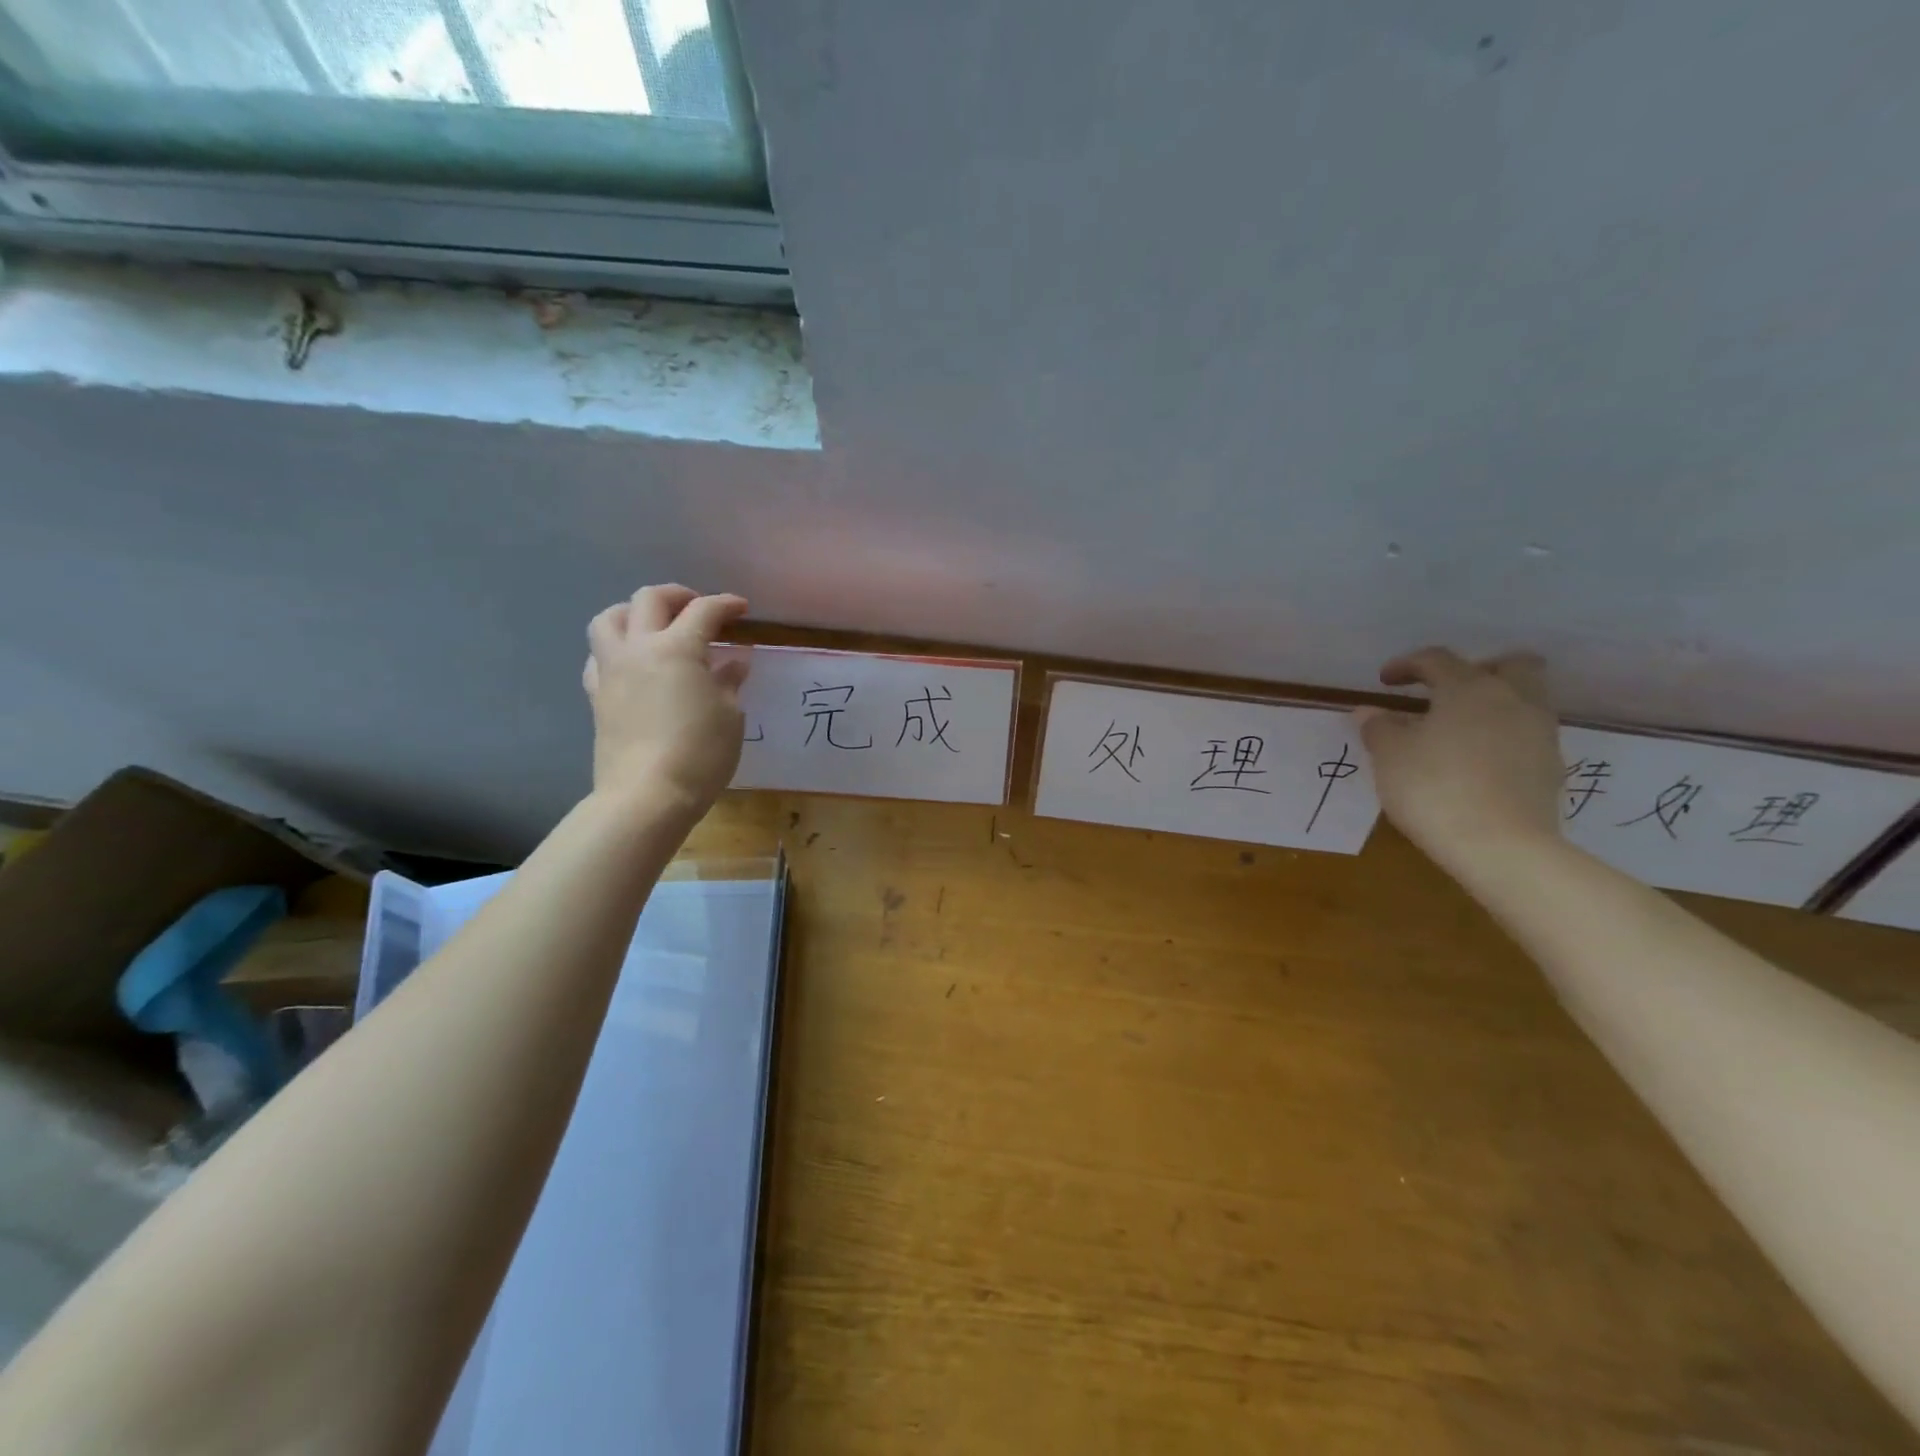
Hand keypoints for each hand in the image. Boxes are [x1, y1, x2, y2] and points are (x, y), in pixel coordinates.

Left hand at [583, 585, 750, 813]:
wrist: (647, 796)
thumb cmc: (700, 754)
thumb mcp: (729, 717)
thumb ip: (729, 682)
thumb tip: (734, 663)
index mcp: (678, 648)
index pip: (704, 611)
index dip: (725, 605)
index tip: (741, 609)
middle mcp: (639, 649)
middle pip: (649, 599)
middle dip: (678, 596)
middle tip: (698, 609)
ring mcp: (612, 670)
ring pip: (610, 618)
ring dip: (634, 612)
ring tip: (654, 625)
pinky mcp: (597, 695)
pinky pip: (598, 655)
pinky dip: (616, 647)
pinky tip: (632, 662)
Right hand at [1353, 647, 1563, 876]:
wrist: (1500, 847)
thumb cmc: (1434, 789)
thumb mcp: (1389, 756)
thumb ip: (1378, 727)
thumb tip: (1370, 712)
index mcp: (1470, 688)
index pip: (1438, 660)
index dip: (1407, 665)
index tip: (1385, 682)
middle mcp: (1513, 700)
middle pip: (1510, 665)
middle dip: (1478, 669)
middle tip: (1445, 692)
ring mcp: (1539, 734)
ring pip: (1524, 700)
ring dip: (1493, 705)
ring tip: (1457, 731)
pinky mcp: (1550, 768)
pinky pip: (1526, 735)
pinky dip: (1502, 737)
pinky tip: (1475, 762)